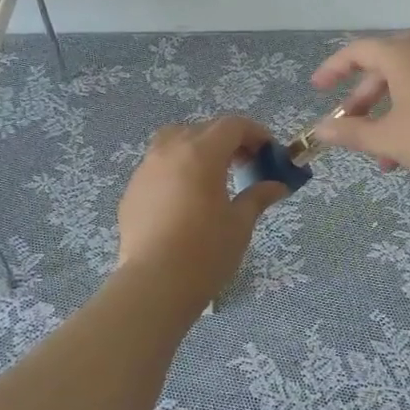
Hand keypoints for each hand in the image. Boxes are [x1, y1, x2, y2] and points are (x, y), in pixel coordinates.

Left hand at [116, 116, 288, 306]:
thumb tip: (278, 185)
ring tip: (212, 177)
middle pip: (203, 129)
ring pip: (174, 142)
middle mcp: (170, 151)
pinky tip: (185, 200)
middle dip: (228, 141)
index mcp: (201, 153)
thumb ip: (258, 196)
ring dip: (197, 149)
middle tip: (245, 165)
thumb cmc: (205, 251)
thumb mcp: (240, 223)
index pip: (232, 125)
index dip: (255, 133)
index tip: (269, 153)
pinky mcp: (132, 191)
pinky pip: (158, 167)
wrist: (154, 284)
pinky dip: (176, 170)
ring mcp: (146, 169)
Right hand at [310, 36, 409, 185]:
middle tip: (347, 125)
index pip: (358, 51)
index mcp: (403, 55)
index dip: (333, 68)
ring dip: (385, 116)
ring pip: (405, 86)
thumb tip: (319, 129)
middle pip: (382, 69)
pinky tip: (406, 153)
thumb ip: (350, 131)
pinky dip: (408, 115)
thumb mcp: (387, 138)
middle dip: (361, 100)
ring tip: (378, 155)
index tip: (317, 88)